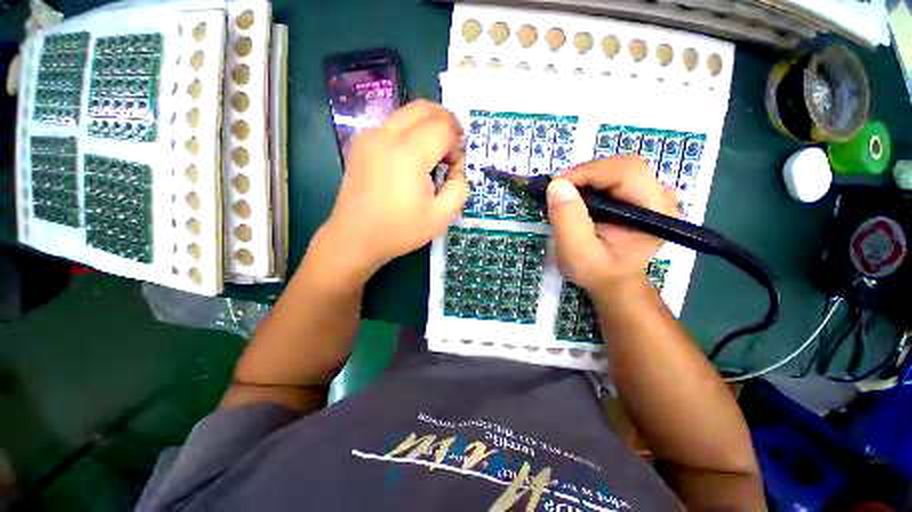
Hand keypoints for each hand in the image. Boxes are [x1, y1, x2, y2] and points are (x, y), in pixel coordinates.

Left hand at [320, 100, 467, 276]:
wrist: (355, 238)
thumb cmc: (400, 230)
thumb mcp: (441, 216)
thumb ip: (459, 187)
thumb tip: (456, 167)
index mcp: (408, 153)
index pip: (443, 126)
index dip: (457, 141)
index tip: (455, 165)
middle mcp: (386, 135)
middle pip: (425, 108)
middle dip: (446, 122)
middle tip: (452, 148)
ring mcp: (370, 136)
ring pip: (408, 112)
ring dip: (428, 126)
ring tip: (433, 155)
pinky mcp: (361, 143)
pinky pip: (393, 124)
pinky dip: (411, 132)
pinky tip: (411, 159)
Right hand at [547, 156, 676, 298]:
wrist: (611, 281)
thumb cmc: (596, 271)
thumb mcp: (577, 252)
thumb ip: (568, 220)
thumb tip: (557, 185)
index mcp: (655, 211)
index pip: (626, 173)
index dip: (588, 172)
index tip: (556, 185)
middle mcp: (660, 196)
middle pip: (622, 165)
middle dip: (586, 174)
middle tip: (559, 190)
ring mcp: (651, 194)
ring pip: (616, 168)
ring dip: (586, 177)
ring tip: (566, 196)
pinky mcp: (638, 195)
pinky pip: (612, 176)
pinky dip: (589, 182)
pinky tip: (577, 198)